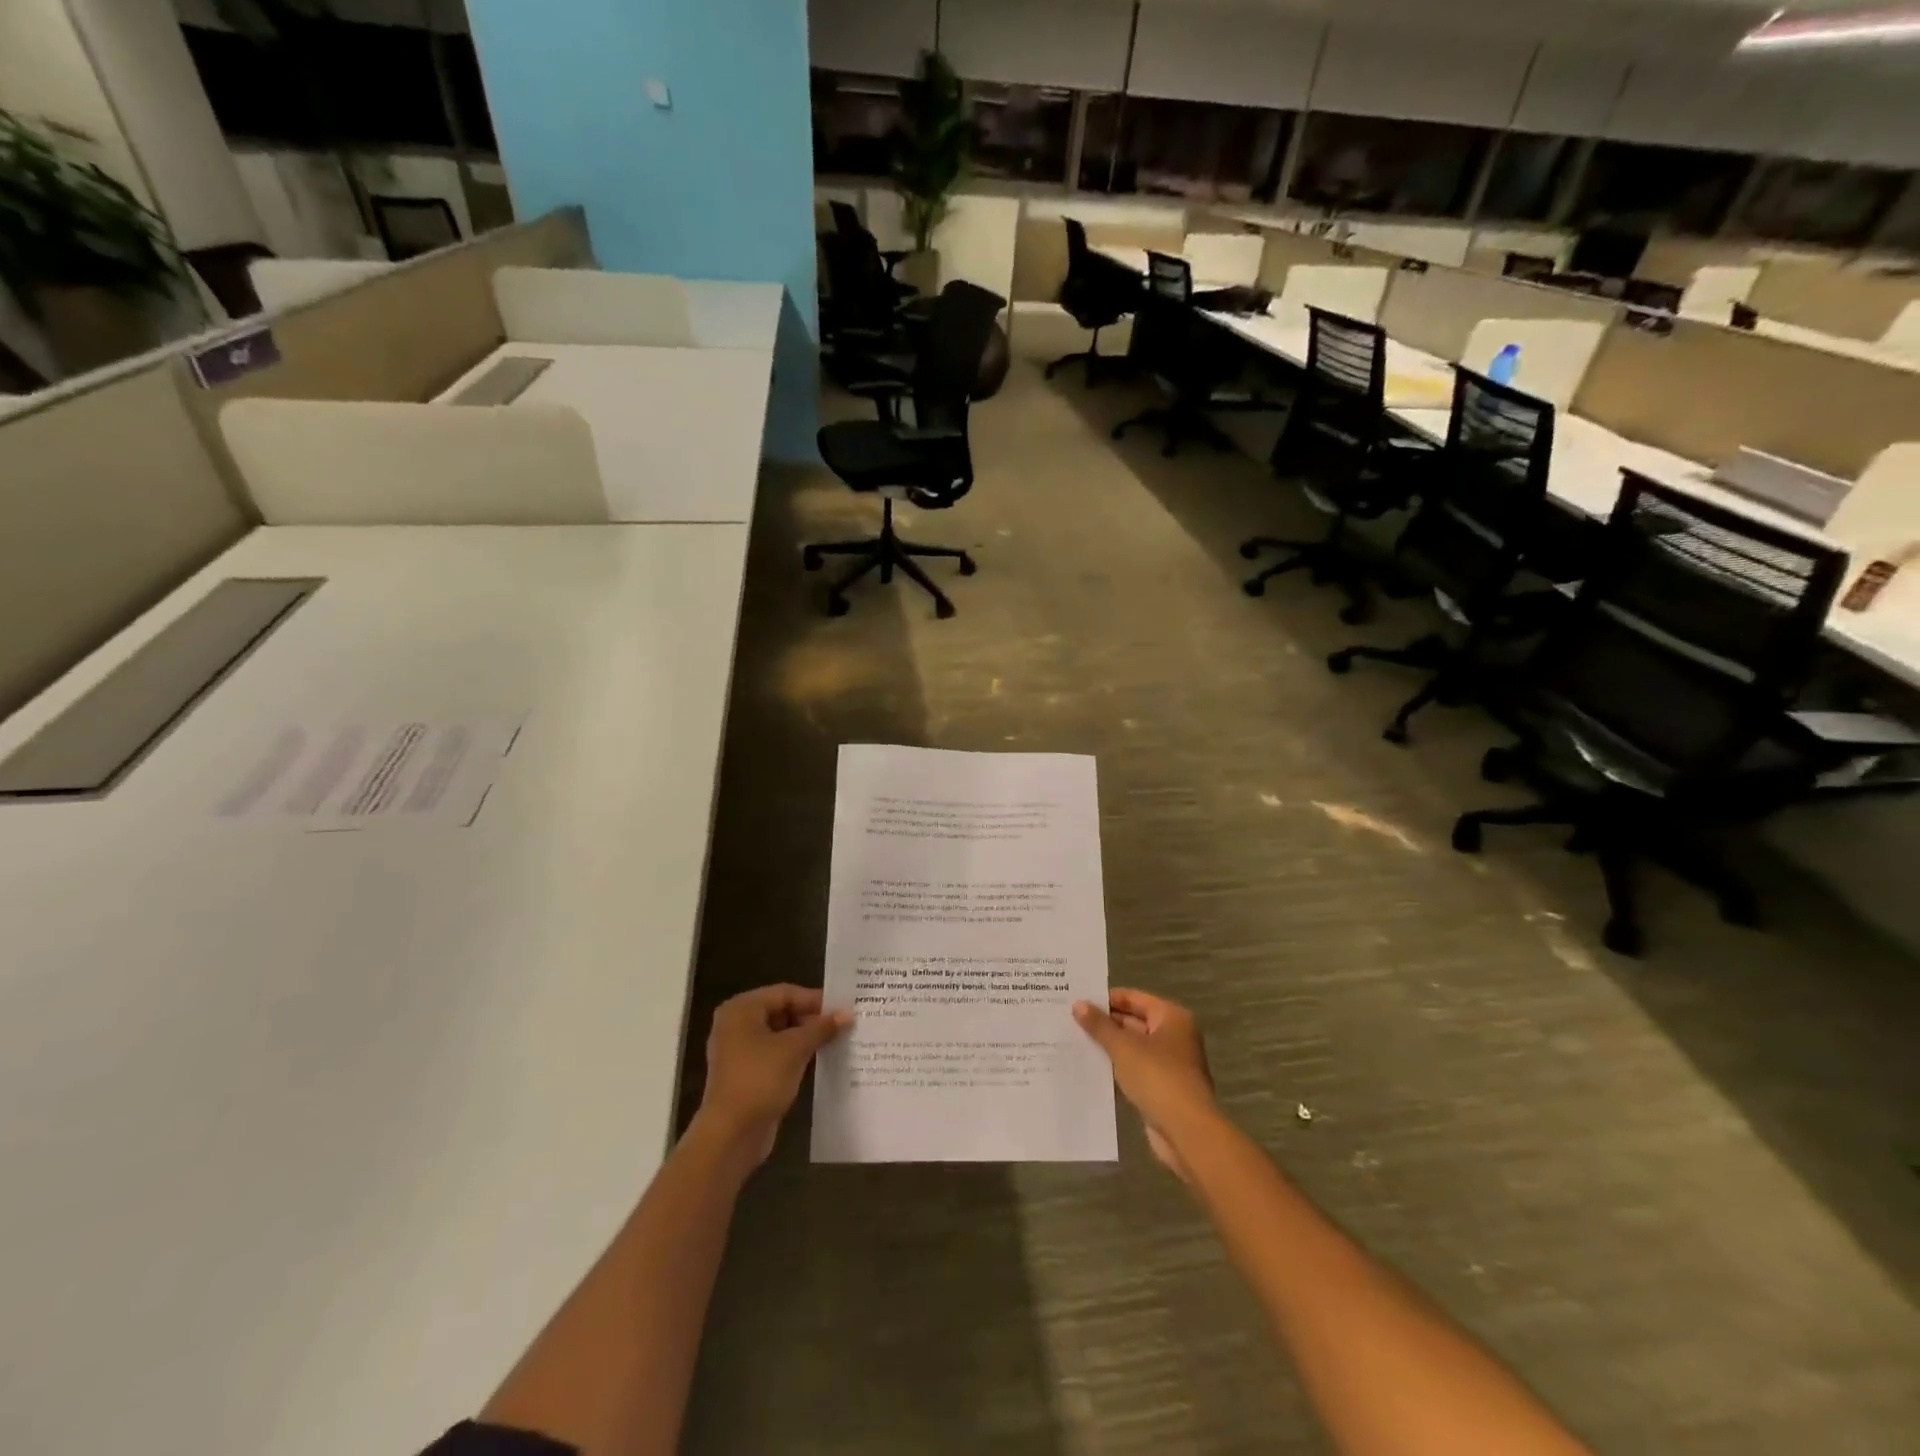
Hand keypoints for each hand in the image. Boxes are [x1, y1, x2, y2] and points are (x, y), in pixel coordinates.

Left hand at [698, 985, 849, 1165]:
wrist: (730, 1135)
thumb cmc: (760, 1080)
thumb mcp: (795, 1049)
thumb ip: (821, 1028)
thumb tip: (847, 1013)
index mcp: (741, 1009)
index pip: (785, 993)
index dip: (815, 1000)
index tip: (843, 1008)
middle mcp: (736, 1025)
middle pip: (781, 1011)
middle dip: (811, 1019)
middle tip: (842, 1025)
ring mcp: (739, 1051)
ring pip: (779, 1035)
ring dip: (806, 1038)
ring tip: (837, 1040)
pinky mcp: (746, 1074)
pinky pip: (775, 1055)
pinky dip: (795, 1055)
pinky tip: (819, 1060)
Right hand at [1074, 990, 1215, 1181]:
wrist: (1186, 1131)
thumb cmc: (1157, 1077)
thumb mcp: (1123, 1047)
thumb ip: (1099, 1025)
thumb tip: (1078, 1004)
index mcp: (1171, 1017)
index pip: (1133, 998)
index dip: (1106, 999)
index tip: (1077, 1000)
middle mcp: (1174, 1035)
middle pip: (1134, 1020)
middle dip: (1105, 1023)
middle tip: (1070, 1020)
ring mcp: (1170, 1063)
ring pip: (1133, 1047)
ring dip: (1109, 1046)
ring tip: (1074, 1041)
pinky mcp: (1163, 1087)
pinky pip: (1135, 1068)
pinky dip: (1117, 1066)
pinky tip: (1091, 1067)